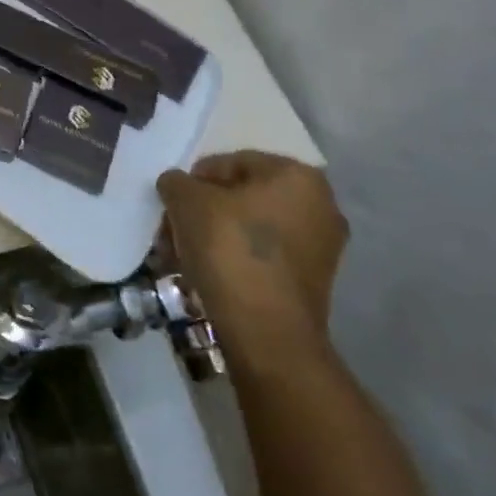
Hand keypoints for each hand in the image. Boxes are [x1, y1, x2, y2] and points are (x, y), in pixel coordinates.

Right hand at [158, 151, 347, 372]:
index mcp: (297, 175)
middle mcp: (320, 205)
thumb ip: (176, 182)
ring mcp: (322, 247)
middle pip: (243, 196)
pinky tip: (207, 273)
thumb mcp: (186, 200)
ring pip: (252, 227)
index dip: (194, 181)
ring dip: (216, 235)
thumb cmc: (229, 248)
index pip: (230, 163)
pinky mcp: (314, 283)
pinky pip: (265, 256)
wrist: (266, 332)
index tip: (172, 204)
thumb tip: (177, 186)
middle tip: (175, 228)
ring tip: (185, 254)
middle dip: (205, 210)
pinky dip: (236, 258)